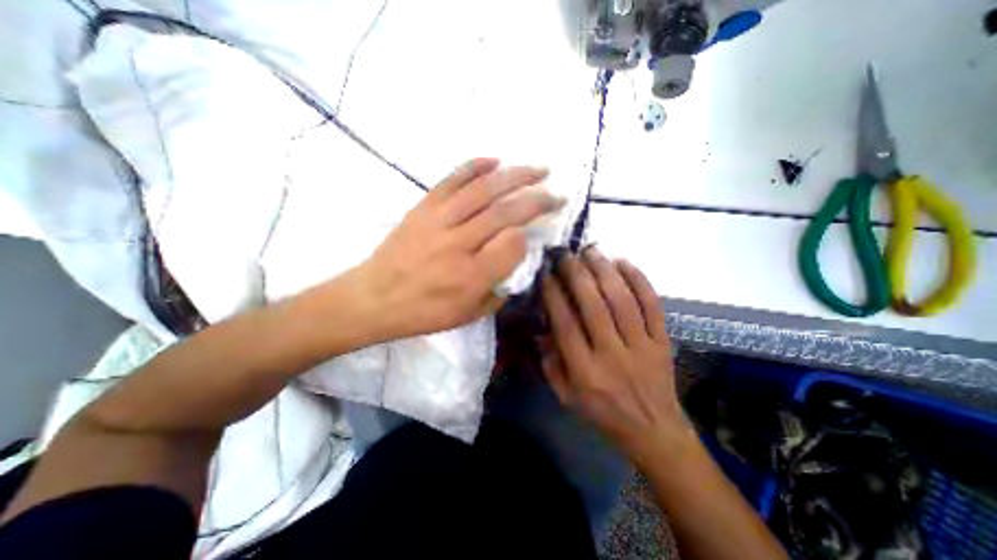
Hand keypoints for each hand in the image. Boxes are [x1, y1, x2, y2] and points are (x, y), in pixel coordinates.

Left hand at [348, 157, 563, 340]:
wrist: (374, 298)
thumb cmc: (424, 313)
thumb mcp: (469, 315)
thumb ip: (500, 290)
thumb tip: (518, 262)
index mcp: (471, 276)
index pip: (512, 245)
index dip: (527, 238)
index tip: (530, 239)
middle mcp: (458, 244)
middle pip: (505, 212)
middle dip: (537, 200)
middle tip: (557, 194)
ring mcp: (438, 221)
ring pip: (483, 190)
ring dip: (515, 176)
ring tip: (538, 170)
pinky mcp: (423, 208)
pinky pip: (452, 180)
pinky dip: (475, 166)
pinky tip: (495, 160)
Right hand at [543, 246, 690, 462]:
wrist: (654, 432)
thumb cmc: (603, 414)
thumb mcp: (566, 397)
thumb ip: (551, 364)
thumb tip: (542, 329)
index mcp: (585, 372)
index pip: (566, 324)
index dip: (554, 295)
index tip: (546, 273)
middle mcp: (612, 355)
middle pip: (593, 306)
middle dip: (577, 274)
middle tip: (566, 253)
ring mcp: (641, 346)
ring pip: (622, 300)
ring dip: (605, 271)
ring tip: (591, 251)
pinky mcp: (662, 342)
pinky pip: (652, 306)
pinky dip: (639, 281)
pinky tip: (624, 262)